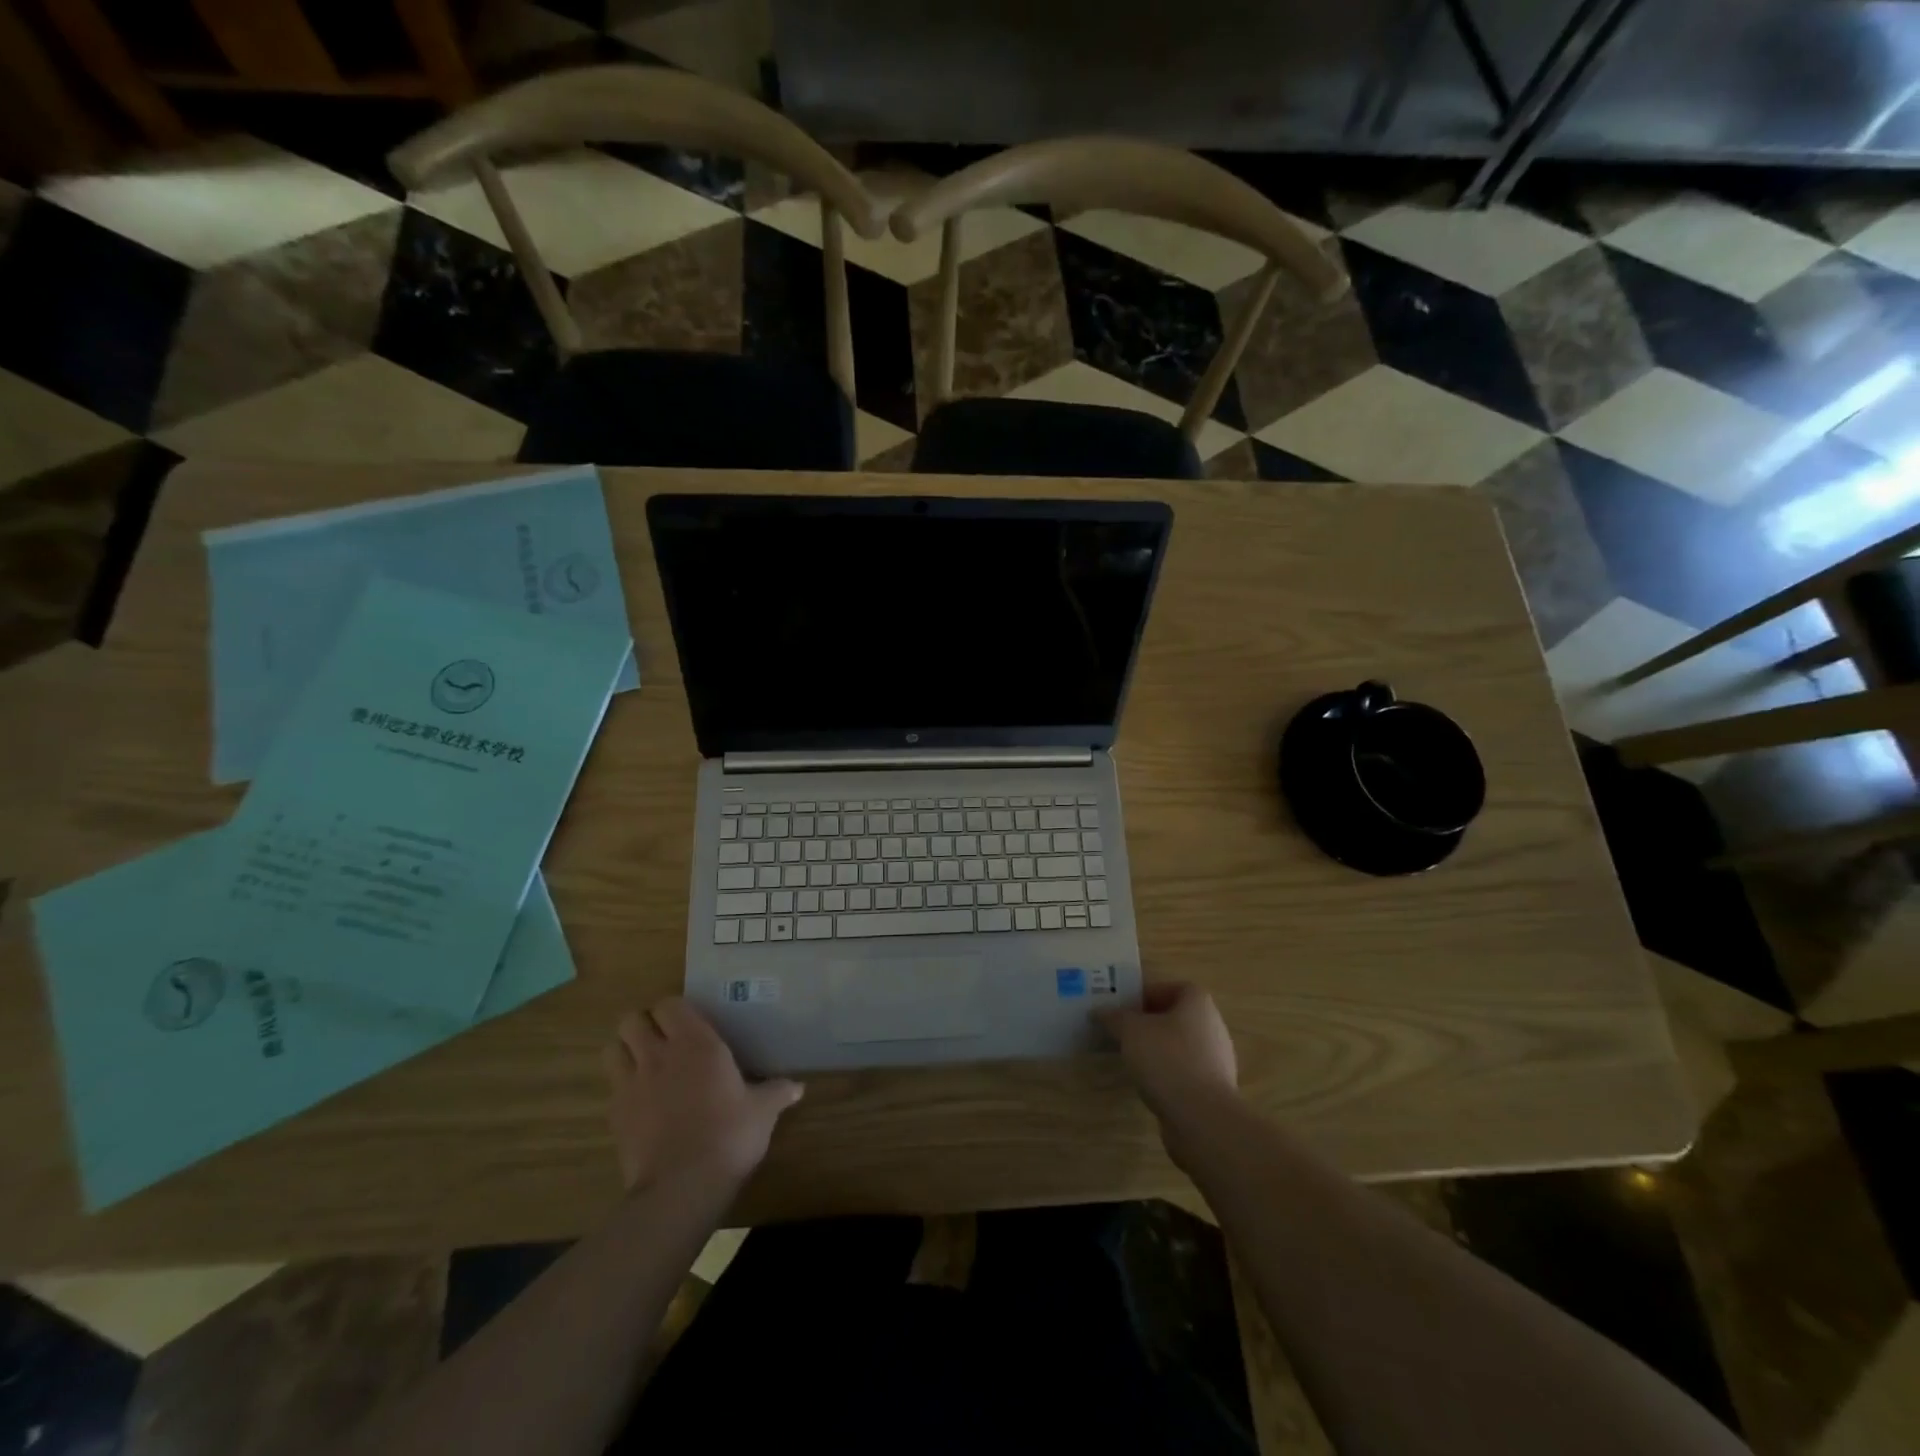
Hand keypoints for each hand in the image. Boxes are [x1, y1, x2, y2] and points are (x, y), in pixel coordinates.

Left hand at [603, 998, 803, 1191]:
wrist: (682, 1186)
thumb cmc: (729, 1136)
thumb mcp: (762, 1112)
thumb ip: (777, 1092)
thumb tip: (799, 1087)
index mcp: (696, 1043)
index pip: (670, 1004)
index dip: (675, 1011)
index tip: (689, 1024)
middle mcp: (659, 1054)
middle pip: (632, 1019)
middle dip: (644, 1025)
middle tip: (663, 1040)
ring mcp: (631, 1084)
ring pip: (612, 1048)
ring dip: (625, 1051)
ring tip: (643, 1064)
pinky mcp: (614, 1115)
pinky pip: (611, 1087)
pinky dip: (621, 1088)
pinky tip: (640, 1103)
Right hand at [1095, 982, 1238, 1127]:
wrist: (1202, 1118)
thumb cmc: (1167, 1059)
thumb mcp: (1131, 1031)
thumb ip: (1114, 1017)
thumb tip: (1100, 1011)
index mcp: (1198, 1003)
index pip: (1172, 987)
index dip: (1147, 993)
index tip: (1124, 1007)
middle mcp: (1213, 1026)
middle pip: (1176, 1016)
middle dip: (1148, 1022)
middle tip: (1122, 1030)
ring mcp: (1216, 1060)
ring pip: (1180, 1045)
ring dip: (1156, 1049)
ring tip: (1130, 1057)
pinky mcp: (1212, 1089)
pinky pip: (1184, 1071)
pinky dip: (1166, 1073)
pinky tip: (1147, 1083)